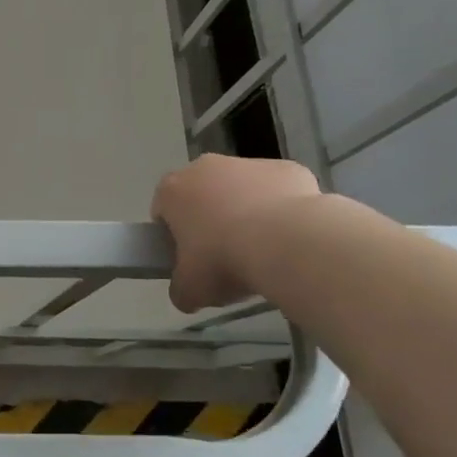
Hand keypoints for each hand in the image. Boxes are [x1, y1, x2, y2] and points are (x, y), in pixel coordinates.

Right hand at [151, 154, 322, 311]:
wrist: (290, 243)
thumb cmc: (224, 260)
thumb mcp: (189, 289)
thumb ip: (180, 289)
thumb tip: (187, 293)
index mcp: (172, 190)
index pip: (163, 211)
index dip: (174, 237)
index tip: (190, 259)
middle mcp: (205, 167)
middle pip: (202, 194)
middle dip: (212, 220)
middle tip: (226, 257)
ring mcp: (249, 163)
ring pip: (242, 189)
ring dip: (248, 213)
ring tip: (265, 251)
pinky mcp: (287, 168)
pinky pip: (279, 191)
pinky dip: (283, 210)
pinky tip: (292, 238)